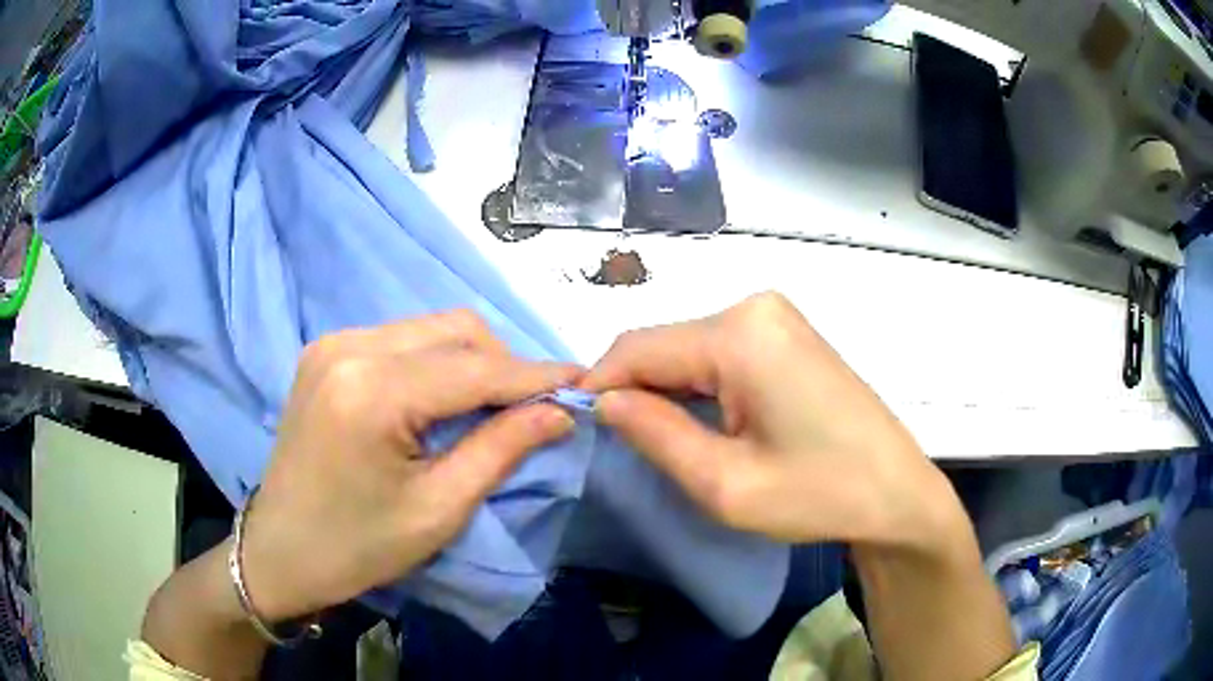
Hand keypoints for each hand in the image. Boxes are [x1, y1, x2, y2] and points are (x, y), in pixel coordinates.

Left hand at [240, 311, 579, 621]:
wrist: (279, 551)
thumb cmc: (358, 547)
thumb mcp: (438, 510)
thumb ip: (501, 449)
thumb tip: (560, 410)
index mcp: (373, 392)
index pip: (475, 368)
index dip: (536, 375)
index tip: (583, 382)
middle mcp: (350, 347)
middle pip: (454, 330)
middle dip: (504, 364)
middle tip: (533, 407)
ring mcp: (333, 343)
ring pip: (429, 329)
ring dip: (471, 360)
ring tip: (492, 406)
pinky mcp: (326, 351)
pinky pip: (400, 340)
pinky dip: (435, 362)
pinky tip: (442, 400)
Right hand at [582, 292, 963, 549]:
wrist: (897, 493)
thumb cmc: (819, 495)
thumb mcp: (724, 483)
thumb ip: (654, 435)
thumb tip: (604, 402)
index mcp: (739, 334)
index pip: (638, 348)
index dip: (599, 386)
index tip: (575, 424)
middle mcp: (754, 307)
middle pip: (664, 344)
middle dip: (635, 391)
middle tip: (627, 447)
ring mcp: (775, 316)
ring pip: (689, 348)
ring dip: (666, 390)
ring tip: (665, 441)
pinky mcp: (785, 333)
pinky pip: (719, 352)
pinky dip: (697, 385)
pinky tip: (704, 423)